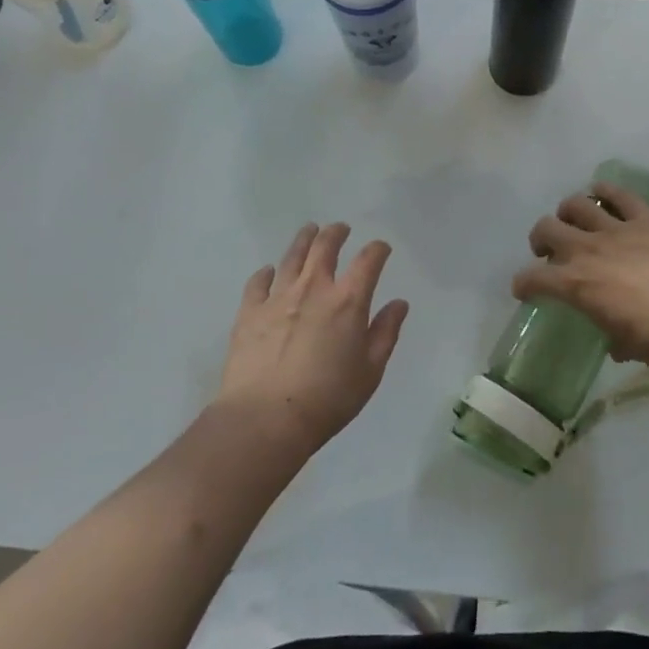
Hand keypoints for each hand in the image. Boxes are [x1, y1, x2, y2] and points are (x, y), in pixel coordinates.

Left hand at [215, 222, 409, 456]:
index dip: (378, 250)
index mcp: (348, 300)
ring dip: (304, 239)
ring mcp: (278, 297)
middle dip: (336, 233)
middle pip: (325, 246)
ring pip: (292, 256)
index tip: (381, 249)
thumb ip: (385, 333)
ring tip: (309, 231)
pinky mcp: (249, 312)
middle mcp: (313, 288)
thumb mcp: (370, 372)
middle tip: (340, 229)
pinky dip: (266, 273)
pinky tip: (268, 272)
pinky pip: (258, 282)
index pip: (368, 260)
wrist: (265, 419)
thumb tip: (399, 304)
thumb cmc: (327, 399)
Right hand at [513, 181, 648, 368]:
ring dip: (568, 212)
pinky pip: (617, 194)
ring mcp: (615, 229)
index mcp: (576, 284)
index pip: (533, 278)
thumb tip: (614, 341)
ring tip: (574, 221)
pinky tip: (602, 195)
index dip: (523, 284)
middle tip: (548, 249)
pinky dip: (605, 191)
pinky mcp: (643, 217)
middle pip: (545, 229)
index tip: (524, 289)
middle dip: (540, 238)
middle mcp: (586, 250)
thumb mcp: (627, 346)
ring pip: (576, 205)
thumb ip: (612, 338)